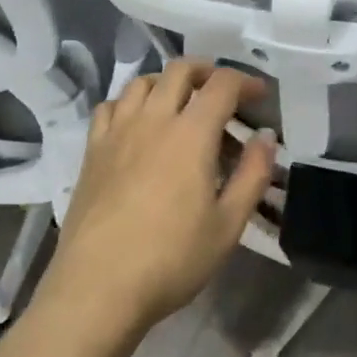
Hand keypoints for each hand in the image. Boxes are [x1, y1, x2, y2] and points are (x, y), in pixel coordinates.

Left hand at [41, 58, 276, 337]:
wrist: (98, 286)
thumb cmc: (172, 259)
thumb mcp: (228, 224)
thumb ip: (253, 174)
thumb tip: (265, 137)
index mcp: (191, 133)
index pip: (222, 84)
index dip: (246, 81)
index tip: (260, 96)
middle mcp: (152, 119)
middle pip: (180, 70)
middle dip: (207, 72)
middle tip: (223, 94)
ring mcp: (117, 132)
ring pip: (142, 82)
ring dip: (168, 83)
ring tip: (181, 106)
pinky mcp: (92, 150)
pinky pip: (110, 106)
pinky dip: (130, 103)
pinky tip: (137, 125)